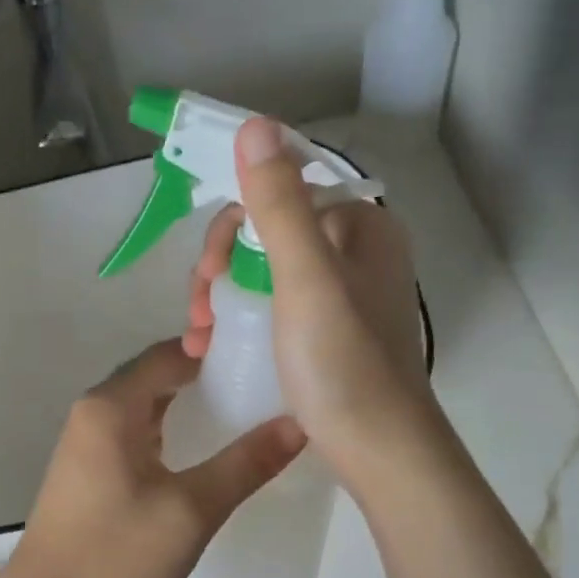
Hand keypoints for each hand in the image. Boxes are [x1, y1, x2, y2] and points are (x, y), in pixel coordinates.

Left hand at [0, 339, 305, 577]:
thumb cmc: (116, 553)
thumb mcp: (191, 510)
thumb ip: (245, 465)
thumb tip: (298, 424)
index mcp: (111, 406)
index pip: (169, 353)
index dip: (215, 349)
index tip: (264, 357)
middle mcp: (94, 411)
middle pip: (156, 374)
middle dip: (206, 374)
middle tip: (262, 385)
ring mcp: (87, 441)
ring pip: (145, 404)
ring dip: (187, 403)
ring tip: (242, 412)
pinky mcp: (89, 469)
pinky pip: (135, 431)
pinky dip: (169, 429)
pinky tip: (200, 450)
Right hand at [183, 119, 436, 489]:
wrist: (380, 450)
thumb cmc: (343, 363)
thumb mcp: (306, 278)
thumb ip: (280, 204)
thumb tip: (256, 126)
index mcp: (361, 226)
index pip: (283, 191)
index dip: (233, 221)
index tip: (207, 270)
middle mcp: (358, 251)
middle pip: (271, 231)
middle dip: (223, 263)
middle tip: (198, 310)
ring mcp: (347, 294)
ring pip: (269, 269)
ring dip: (225, 292)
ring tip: (199, 335)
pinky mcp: (334, 332)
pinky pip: (278, 303)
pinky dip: (245, 316)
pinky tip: (218, 344)